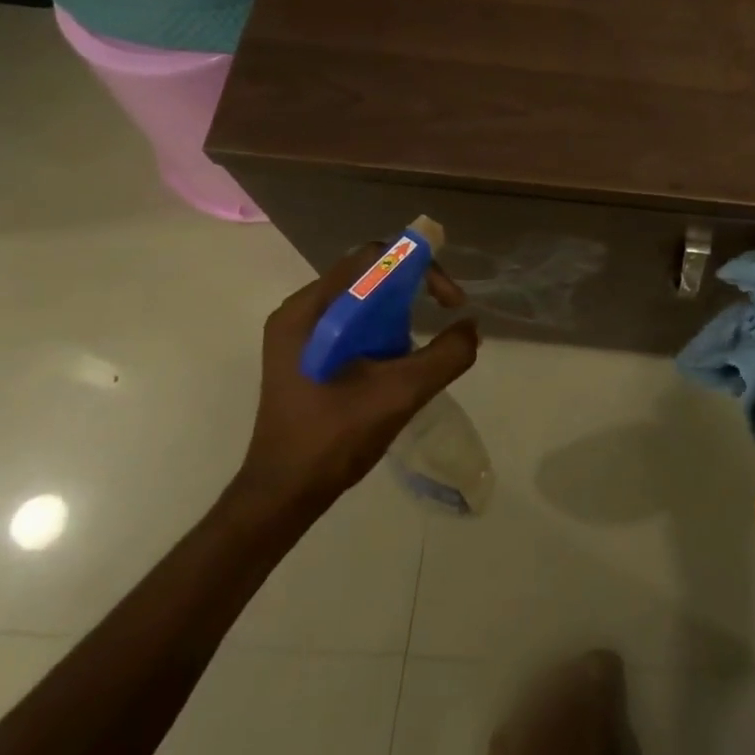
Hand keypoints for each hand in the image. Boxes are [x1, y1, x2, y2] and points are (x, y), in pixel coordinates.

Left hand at [232, 245, 480, 520]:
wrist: (282, 496)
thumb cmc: (333, 439)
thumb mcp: (400, 394)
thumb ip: (445, 356)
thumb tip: (472, 328)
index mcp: (309, 310)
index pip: (372, 258)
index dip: (419, 267)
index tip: (449, 301)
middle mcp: (299, 312)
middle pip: (366, 273)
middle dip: (412, 288)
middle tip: (444, 313)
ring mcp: (297, 335)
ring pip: (360, 298)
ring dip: (398, 311)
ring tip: (419, 344)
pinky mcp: (303, 355)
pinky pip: (350, 322)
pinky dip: (381, 329)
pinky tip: (396, 361)